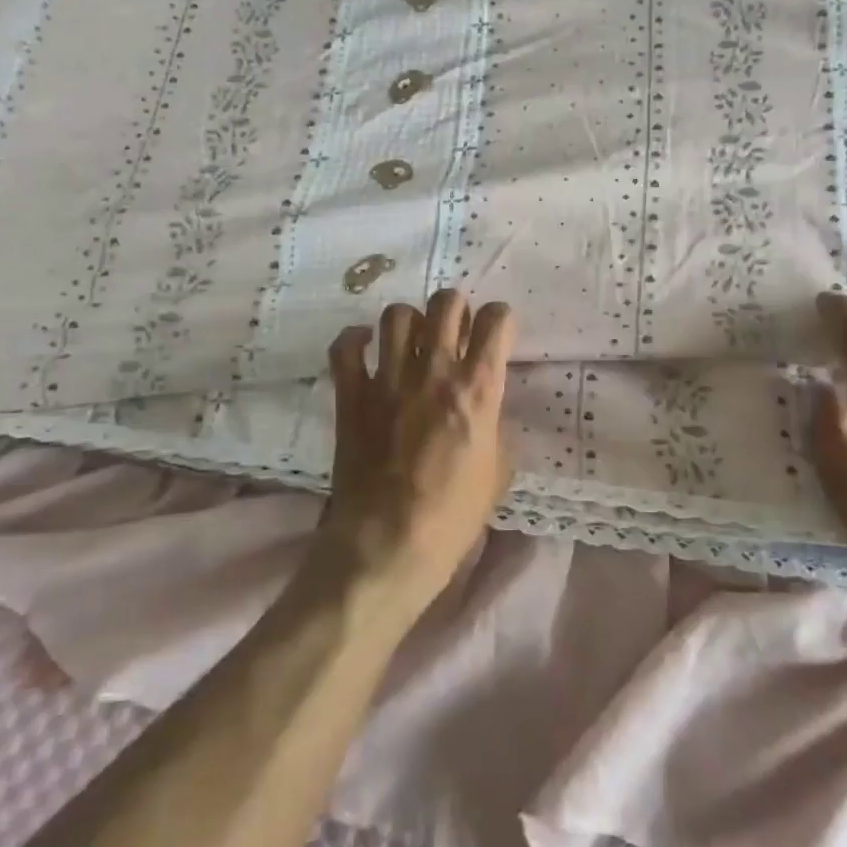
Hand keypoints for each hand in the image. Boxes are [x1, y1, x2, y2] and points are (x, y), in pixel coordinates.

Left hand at [311, 290, 516, 617]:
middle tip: (455, 331)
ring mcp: (388, 379)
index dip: (500, 319)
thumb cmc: (454, 515)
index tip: (497, 332)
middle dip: (456, 308)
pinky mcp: (351, 395)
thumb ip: (495, 426)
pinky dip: (354, 340)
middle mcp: (434, 371)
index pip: (496, 321)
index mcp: (478, 388)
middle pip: (446, 303)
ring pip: (397, 315)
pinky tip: (365, 346)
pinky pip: (345, 348)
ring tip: (412, 340)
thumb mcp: (498, 470)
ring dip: (410, 321)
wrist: (389, 543)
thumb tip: (486, 409)